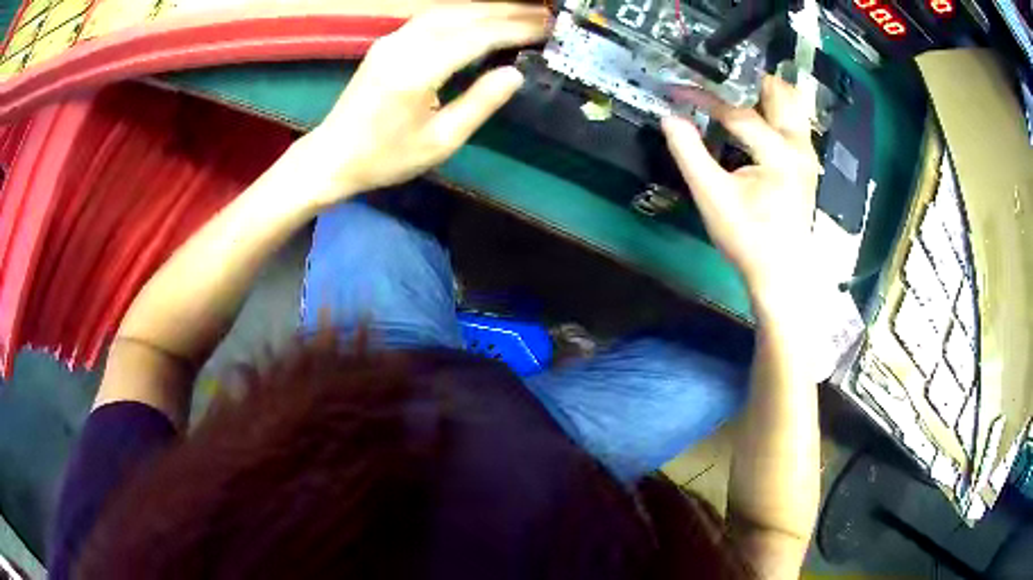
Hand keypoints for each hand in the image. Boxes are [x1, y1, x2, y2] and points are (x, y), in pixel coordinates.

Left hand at [304, 3, 548, 203]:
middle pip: (464, 15)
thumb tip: (515, 73)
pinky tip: (481, 17)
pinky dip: (463, 13)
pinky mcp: (387, 42)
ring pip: (447, 10)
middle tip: (544, 13)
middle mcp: (404, 45)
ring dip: (486, 7)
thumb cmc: (386, 157)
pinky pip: (432, 17)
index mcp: (418, 71)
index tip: (548, 28)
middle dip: (508, 11)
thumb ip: (480, 103)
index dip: (516, 30)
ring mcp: (392, 39)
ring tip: (521, 11)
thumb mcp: (440, 141)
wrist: (332, 156)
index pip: (477, 37)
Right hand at [662, 77, 820, 310]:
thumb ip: (689, 153)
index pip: (738, 112)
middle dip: (746, 80)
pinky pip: (793, 123)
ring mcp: (807, 155)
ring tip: (733, 92)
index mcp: (779, 153)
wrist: (781, 274)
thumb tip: (669, 118)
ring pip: (792, 105)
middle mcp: (799, 146)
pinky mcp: (806, 165)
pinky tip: (753, 118)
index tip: (677, 90)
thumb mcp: (712, 197)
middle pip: (780, 92)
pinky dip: (773, 111)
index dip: (704, 98)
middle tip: (714, 77)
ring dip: (764, 93)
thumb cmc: (748, 239)